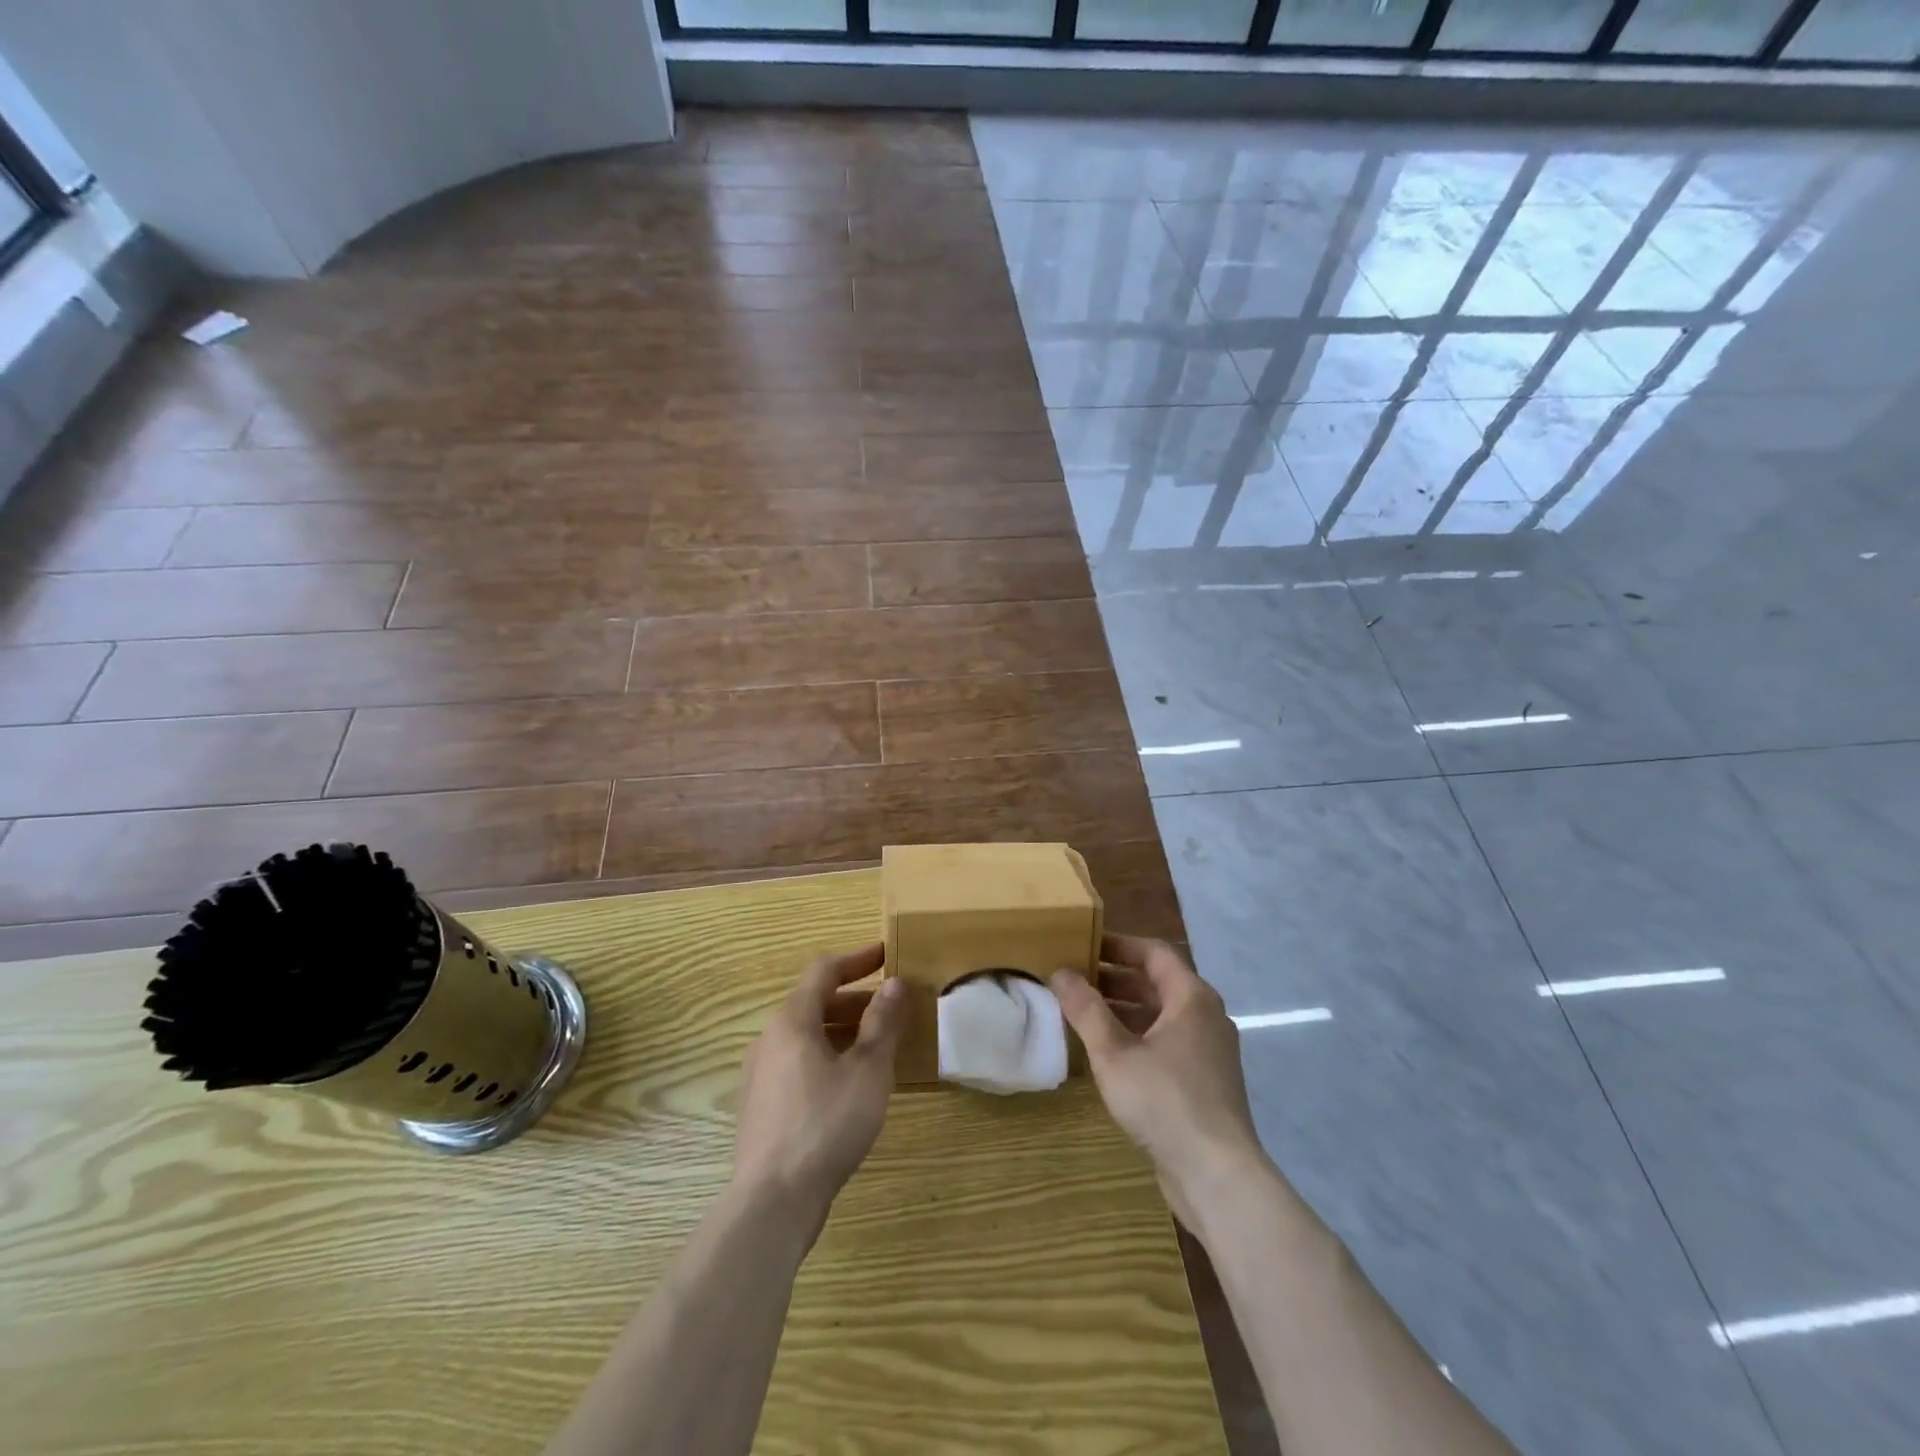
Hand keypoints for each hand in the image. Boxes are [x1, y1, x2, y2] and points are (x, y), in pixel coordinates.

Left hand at [732, 943, 905, 1226]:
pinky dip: (827, 1057)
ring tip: (878, 1046)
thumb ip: (882, 1022)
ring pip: (806, 1036)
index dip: (857, 959)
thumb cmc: (826, 1124)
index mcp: (792, 1021)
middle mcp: (769, 1038)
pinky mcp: (761, 1105)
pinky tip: (851, 1084)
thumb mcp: (868, 1070)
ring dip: (843, 1031)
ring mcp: (760, 1074)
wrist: (772, 1201)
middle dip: (855, 1000)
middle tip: (892, 1008)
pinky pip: (798, 1063)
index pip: (824, 971)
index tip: (886, 954)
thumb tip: (895, 983)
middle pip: (814, 1003)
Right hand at [1053, 935, 1265, 1225]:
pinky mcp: (1204, 1081)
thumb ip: (1086, 1010)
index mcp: (1191, 998)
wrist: (1218, 1176)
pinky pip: (1166, 1042)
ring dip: (1123, 1009)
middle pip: (1157, 982)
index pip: (1153, 952)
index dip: (1118, 945)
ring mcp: (1208, 1051)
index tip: (1082, 944)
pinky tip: (1107, 1053)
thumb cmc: (1166, 1101)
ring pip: (1160, 1015)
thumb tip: (1061, 972)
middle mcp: (1205, 1016)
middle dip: (1115, 978)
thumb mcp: (1115, 1053)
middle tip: (1074, 978)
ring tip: (1081, 1012)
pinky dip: (1137, 1036)